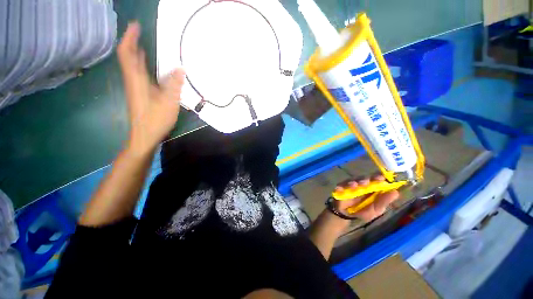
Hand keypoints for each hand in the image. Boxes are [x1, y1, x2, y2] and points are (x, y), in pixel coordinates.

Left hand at [117, 22, 184, 154]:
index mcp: (137, 80)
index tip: (135, 25)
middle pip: (128, 57)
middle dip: (132, 42)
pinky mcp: (139, 94)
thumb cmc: (155, 119)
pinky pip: (138, 74)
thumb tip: (181, 69)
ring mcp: (135, 88)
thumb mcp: (169, 102)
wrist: (145, 136)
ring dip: (137, 53)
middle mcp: (133, 81)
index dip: (129, 38)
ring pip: (132, 66)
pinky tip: (151, 66)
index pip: (128, 53)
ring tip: (145, 44)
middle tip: (141, 31)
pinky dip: (142, 65)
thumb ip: (174, 85)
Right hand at [334, 175, 398, 221]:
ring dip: (353, 182)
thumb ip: (384, 202)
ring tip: (354, 185)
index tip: (381, 178)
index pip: (376, 179)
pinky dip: (340, 187)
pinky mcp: (341, 188)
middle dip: (365, 179)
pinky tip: (340, 189)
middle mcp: (361, 184)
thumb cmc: (364, 211)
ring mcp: (350, 185)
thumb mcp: (376, 210)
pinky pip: (340, 186)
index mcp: (372, 188)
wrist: (347, 215)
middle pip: (363, 178)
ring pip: (351, 180)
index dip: (378, 177)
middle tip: (366, 182)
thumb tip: (396, 192)